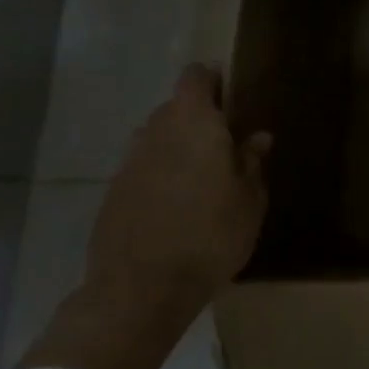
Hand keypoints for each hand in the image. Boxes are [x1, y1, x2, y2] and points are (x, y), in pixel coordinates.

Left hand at [85, 64, 271, 302]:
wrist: (141, 290)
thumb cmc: (211, 235)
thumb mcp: (250, 200)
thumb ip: (251, 162)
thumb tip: (256, 137)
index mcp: (194, 125)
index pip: (195, 78)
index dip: (213, 79)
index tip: (233, 93)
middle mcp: (156, 133)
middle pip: (174, 108)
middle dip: (199, 117)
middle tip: (227, 142)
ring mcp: (128, 164)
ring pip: (156, 139)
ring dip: (177, 146)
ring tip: (202, 175)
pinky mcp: (112, 194)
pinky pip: (142, 168)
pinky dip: (160, 174)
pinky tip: (177, 204)